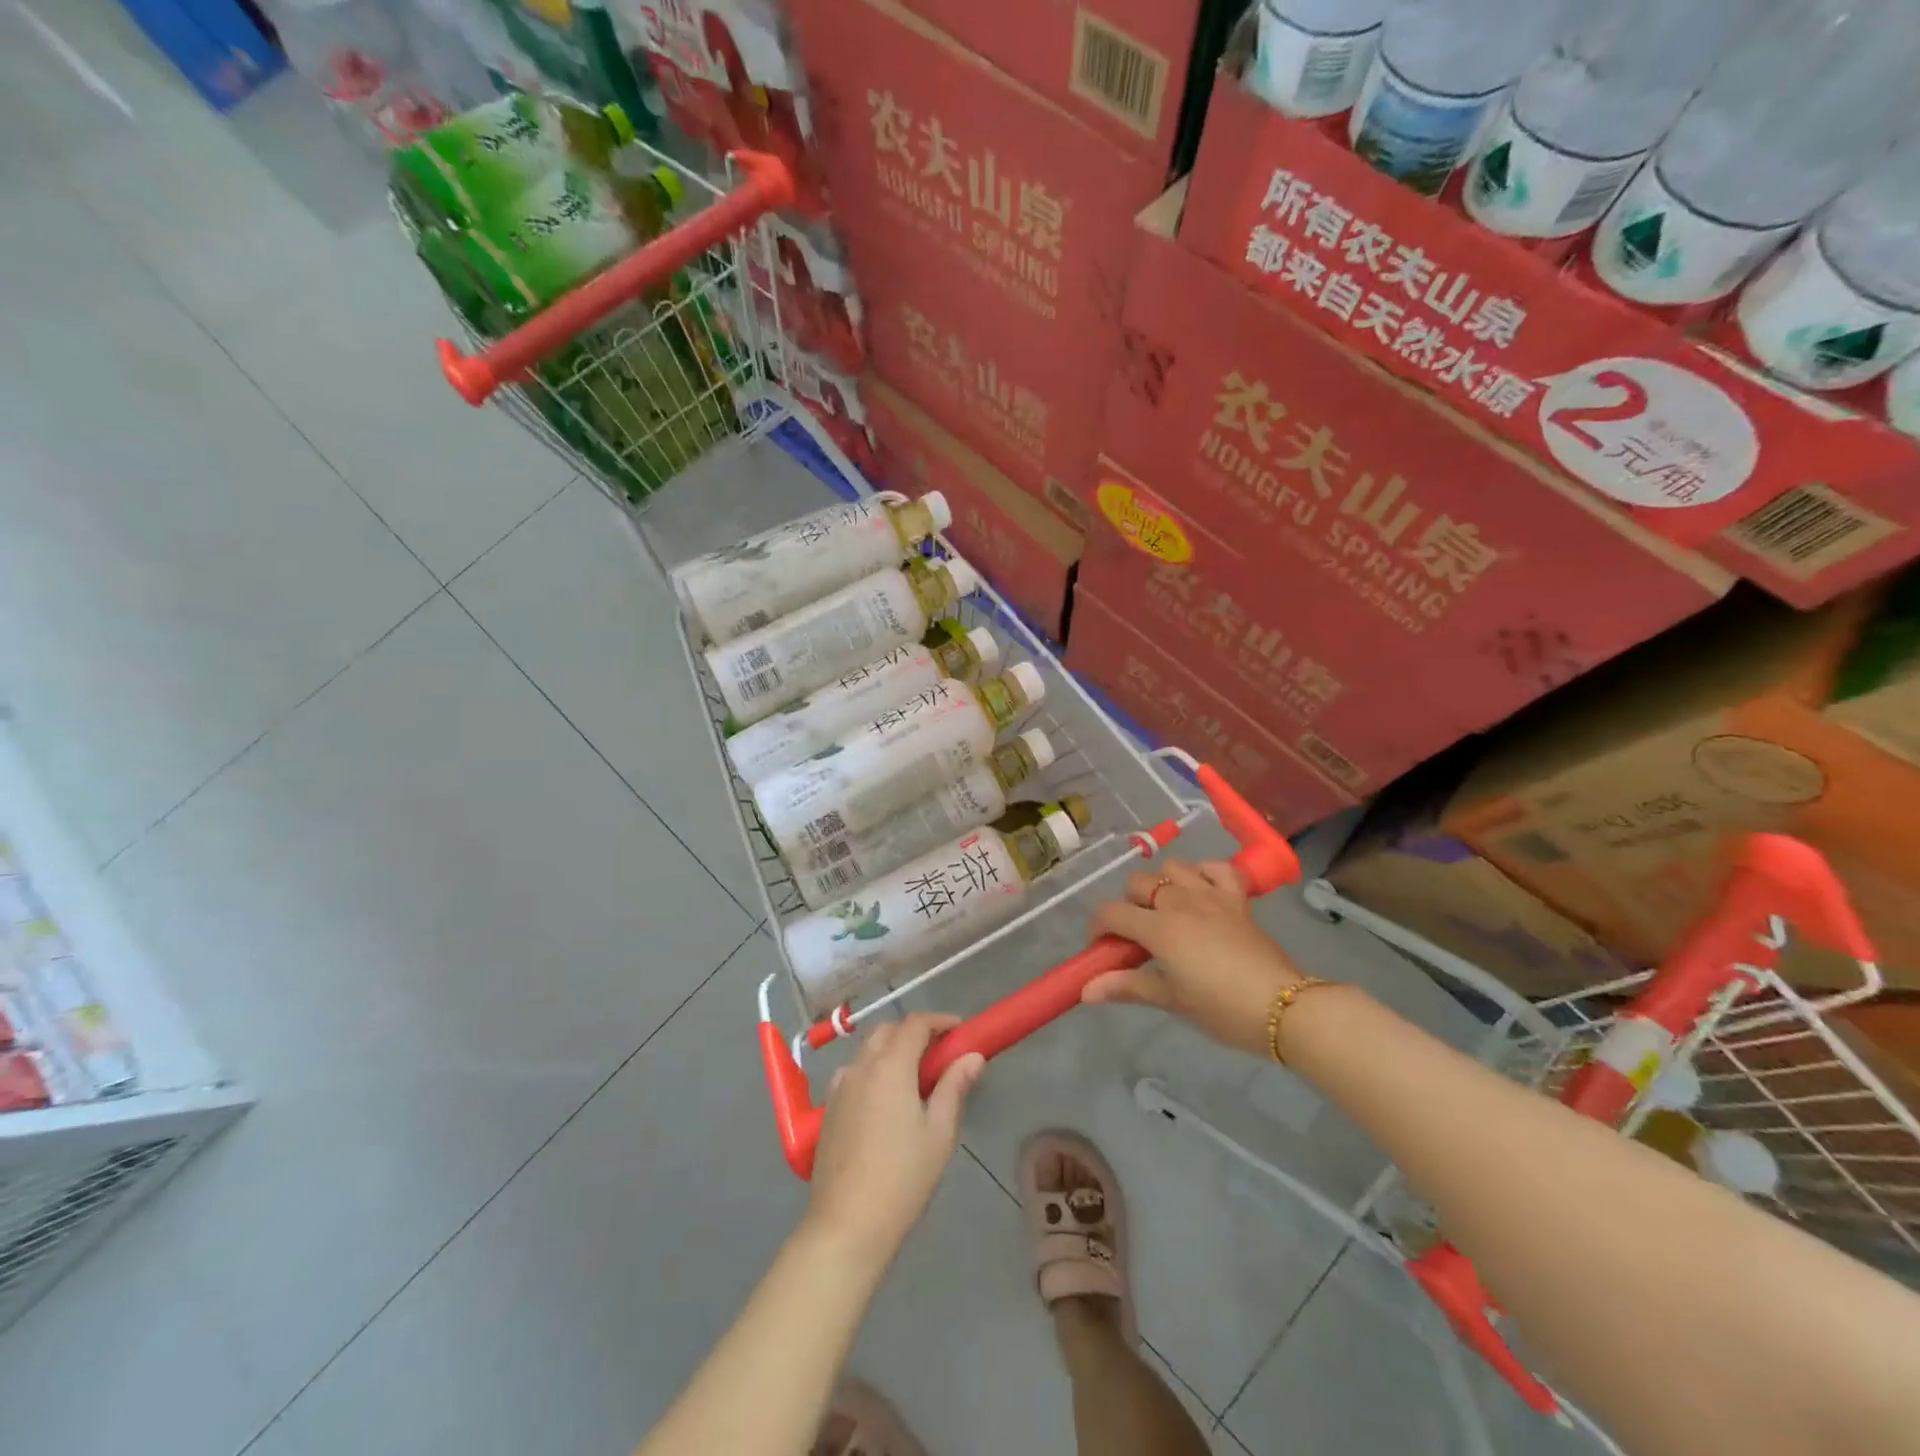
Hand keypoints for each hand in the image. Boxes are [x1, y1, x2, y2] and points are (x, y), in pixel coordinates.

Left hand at [804, 1013, 985, 1265]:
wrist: (846, 1226)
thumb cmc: (902, 1178)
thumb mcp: (940, 1133)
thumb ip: (955, 1086)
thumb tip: (973, 1056)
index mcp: (889, 1066)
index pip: (915, 1023)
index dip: (940, 1021)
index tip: (961, 1032)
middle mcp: (860, 1066)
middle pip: (888, 1031)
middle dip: (915, 1033)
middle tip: (941, 1057)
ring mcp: (839, 1087)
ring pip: (868, 1051)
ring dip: (892, 1051)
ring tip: (915, 1081)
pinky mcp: (827, 1110)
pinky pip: (854, 1073)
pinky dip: (874, 1071)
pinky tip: (886, 1103)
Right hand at [1083, 861, 1305, 1055]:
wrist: (1284, 1007)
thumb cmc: (1222, 1009)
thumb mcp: (1171, 1000)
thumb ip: (1126, 987)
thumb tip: (1085, 991)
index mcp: (1159, 928)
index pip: (1111, 912)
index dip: (1097, 928)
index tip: (1102, 949)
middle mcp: (1180, 901)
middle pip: (1138, 883)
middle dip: (1128, 905)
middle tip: (1137, 936)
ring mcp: (1211, 894)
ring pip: (1173, 867)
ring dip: (1162, 884)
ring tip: (1167, 911)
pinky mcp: (1238, 897)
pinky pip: (1216, 868)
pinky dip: (1203, 873)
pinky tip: (1201, 891)